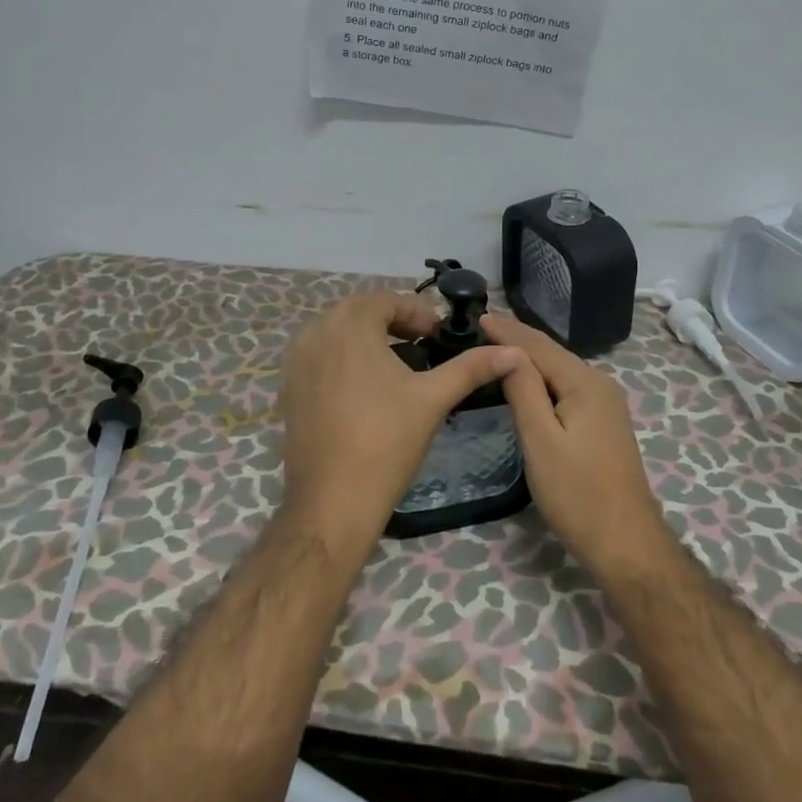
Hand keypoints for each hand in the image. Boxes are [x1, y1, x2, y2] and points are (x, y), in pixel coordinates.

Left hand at [279, 292, 519, 554]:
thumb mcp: (433, 399)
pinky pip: (317, 356)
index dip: (416, 312)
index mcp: (350, 327)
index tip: (438, 335)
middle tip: (421, 344)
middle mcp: (316, 333)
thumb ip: (471, 368)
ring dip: (364, 337)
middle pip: (357, 311)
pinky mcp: (287, 388)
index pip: (385, 300)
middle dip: (391, 321)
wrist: (332, 501)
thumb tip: (514, 352)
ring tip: (394, 364)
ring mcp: (296, 362)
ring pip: (334, 332)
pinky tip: (363, 389)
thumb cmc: (386, 442)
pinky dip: (341, 358)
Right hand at [480, 314, 665, 569]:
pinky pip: (568, 388)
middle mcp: (600, 385)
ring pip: (561, 370)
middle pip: (553, 354)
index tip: (479, 316)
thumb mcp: (541, 440)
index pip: (539, 346)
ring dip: (530, 356)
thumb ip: (524, 391)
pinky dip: (544, 378)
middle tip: (484, 325)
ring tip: (499, 343)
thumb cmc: (577, 493)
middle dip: (518, 338)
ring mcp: (606, 405)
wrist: (626, 542)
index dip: (508, 331)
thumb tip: (507, 350)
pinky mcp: (604, 423)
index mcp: (585, 383)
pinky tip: (529, 379)